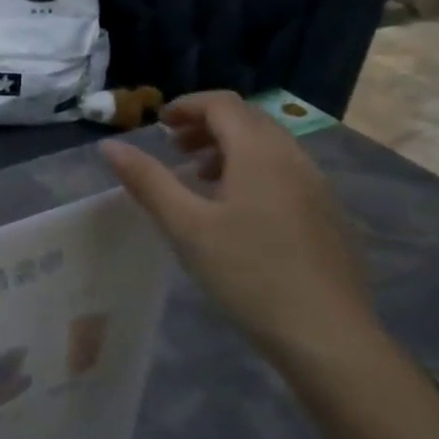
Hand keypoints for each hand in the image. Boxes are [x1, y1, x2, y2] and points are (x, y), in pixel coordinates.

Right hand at [100, 91, 378, 363]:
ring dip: (229, 149)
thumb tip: (110, 145)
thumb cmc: (247, 273)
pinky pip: (284, 173)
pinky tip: (235, 213)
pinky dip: (252, 172)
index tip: (157, 125)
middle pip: (248, 121)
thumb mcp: (186, 226)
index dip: (187, 105)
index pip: (223, 104)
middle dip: (206, 126)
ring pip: (269, 148)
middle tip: (172, 149)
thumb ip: (148, 181)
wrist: (327, 334)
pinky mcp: (327, 216)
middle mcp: (294, 159)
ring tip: (198, 179)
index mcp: (260, 154)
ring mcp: (317, 188)